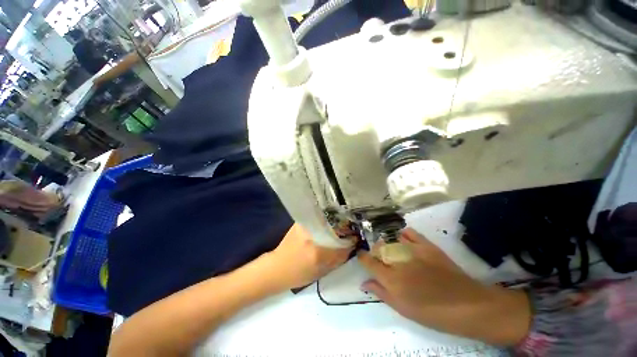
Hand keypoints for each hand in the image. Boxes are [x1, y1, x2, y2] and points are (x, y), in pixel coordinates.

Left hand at [265, 223, 352, 289]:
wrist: (277, 268)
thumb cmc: (298, 274)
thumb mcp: (321, 272)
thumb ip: (338, 259)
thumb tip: (351, 246)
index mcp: (317, 251)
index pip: (341, 241)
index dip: (351, 238)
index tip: (356, 236)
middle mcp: (312, 235)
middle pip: (334, 225)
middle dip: (344, 225)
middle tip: (350, 227)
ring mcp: (304, 226)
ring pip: (326, 219)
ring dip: (335, 220)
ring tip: (341, 223)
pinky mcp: (299, 223)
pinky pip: (317, 218)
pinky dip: (325, 219)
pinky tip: (328, 222)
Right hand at [358, 228, 530, 345]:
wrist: (467, 305)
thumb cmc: (432, 313)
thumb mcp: (403, 309)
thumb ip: (381, 293)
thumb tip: (364, 282)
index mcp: (391, 279)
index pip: (369, 262)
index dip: (362, 257)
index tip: (361, 256)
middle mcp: (399, 261)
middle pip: (379, 248)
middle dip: (375, 251)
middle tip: (380, 259)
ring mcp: (413, 250)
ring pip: (391, 239)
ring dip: (388, 243)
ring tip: (392, 250)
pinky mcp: (426, 245)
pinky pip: (409, 232)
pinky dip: (403, 234)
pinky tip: (403, 239)